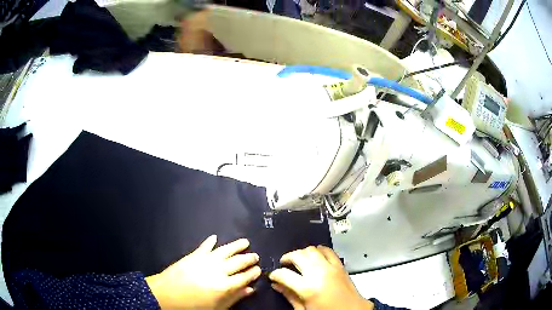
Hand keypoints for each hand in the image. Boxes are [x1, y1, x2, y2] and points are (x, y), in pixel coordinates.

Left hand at [146, 235, 260, 308]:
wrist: (166, 295)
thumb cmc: (193, 306)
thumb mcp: (217, 307)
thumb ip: (235, 298)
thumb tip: (250, 290)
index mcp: (225, 285)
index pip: (244, 277)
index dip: (253, 273)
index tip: (259, 269)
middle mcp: (218, 270)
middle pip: (238, 262)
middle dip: (249, 258)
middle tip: (256, 256)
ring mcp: (206, 260)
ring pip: (225, 250)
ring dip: (236, 245)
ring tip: (245, 242)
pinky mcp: (194, 255)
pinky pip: (205, 246)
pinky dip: (210, 241)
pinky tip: (215, 237)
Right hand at [269, 246, 372, 309]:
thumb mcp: (303, 309)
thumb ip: (289, 296)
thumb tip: (276, 285)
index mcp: (307, 288)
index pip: (284, 274)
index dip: (275, 274)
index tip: (273, 276)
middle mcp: (318, 273)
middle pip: (298, 256)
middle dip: (287, 258)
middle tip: (284, 264)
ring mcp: (330, 267)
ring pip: (311, 250)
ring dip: (302, 253)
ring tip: (298, 260)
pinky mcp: (340, 265)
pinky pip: (328, 250)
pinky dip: (318, 250)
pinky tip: (315, 256)